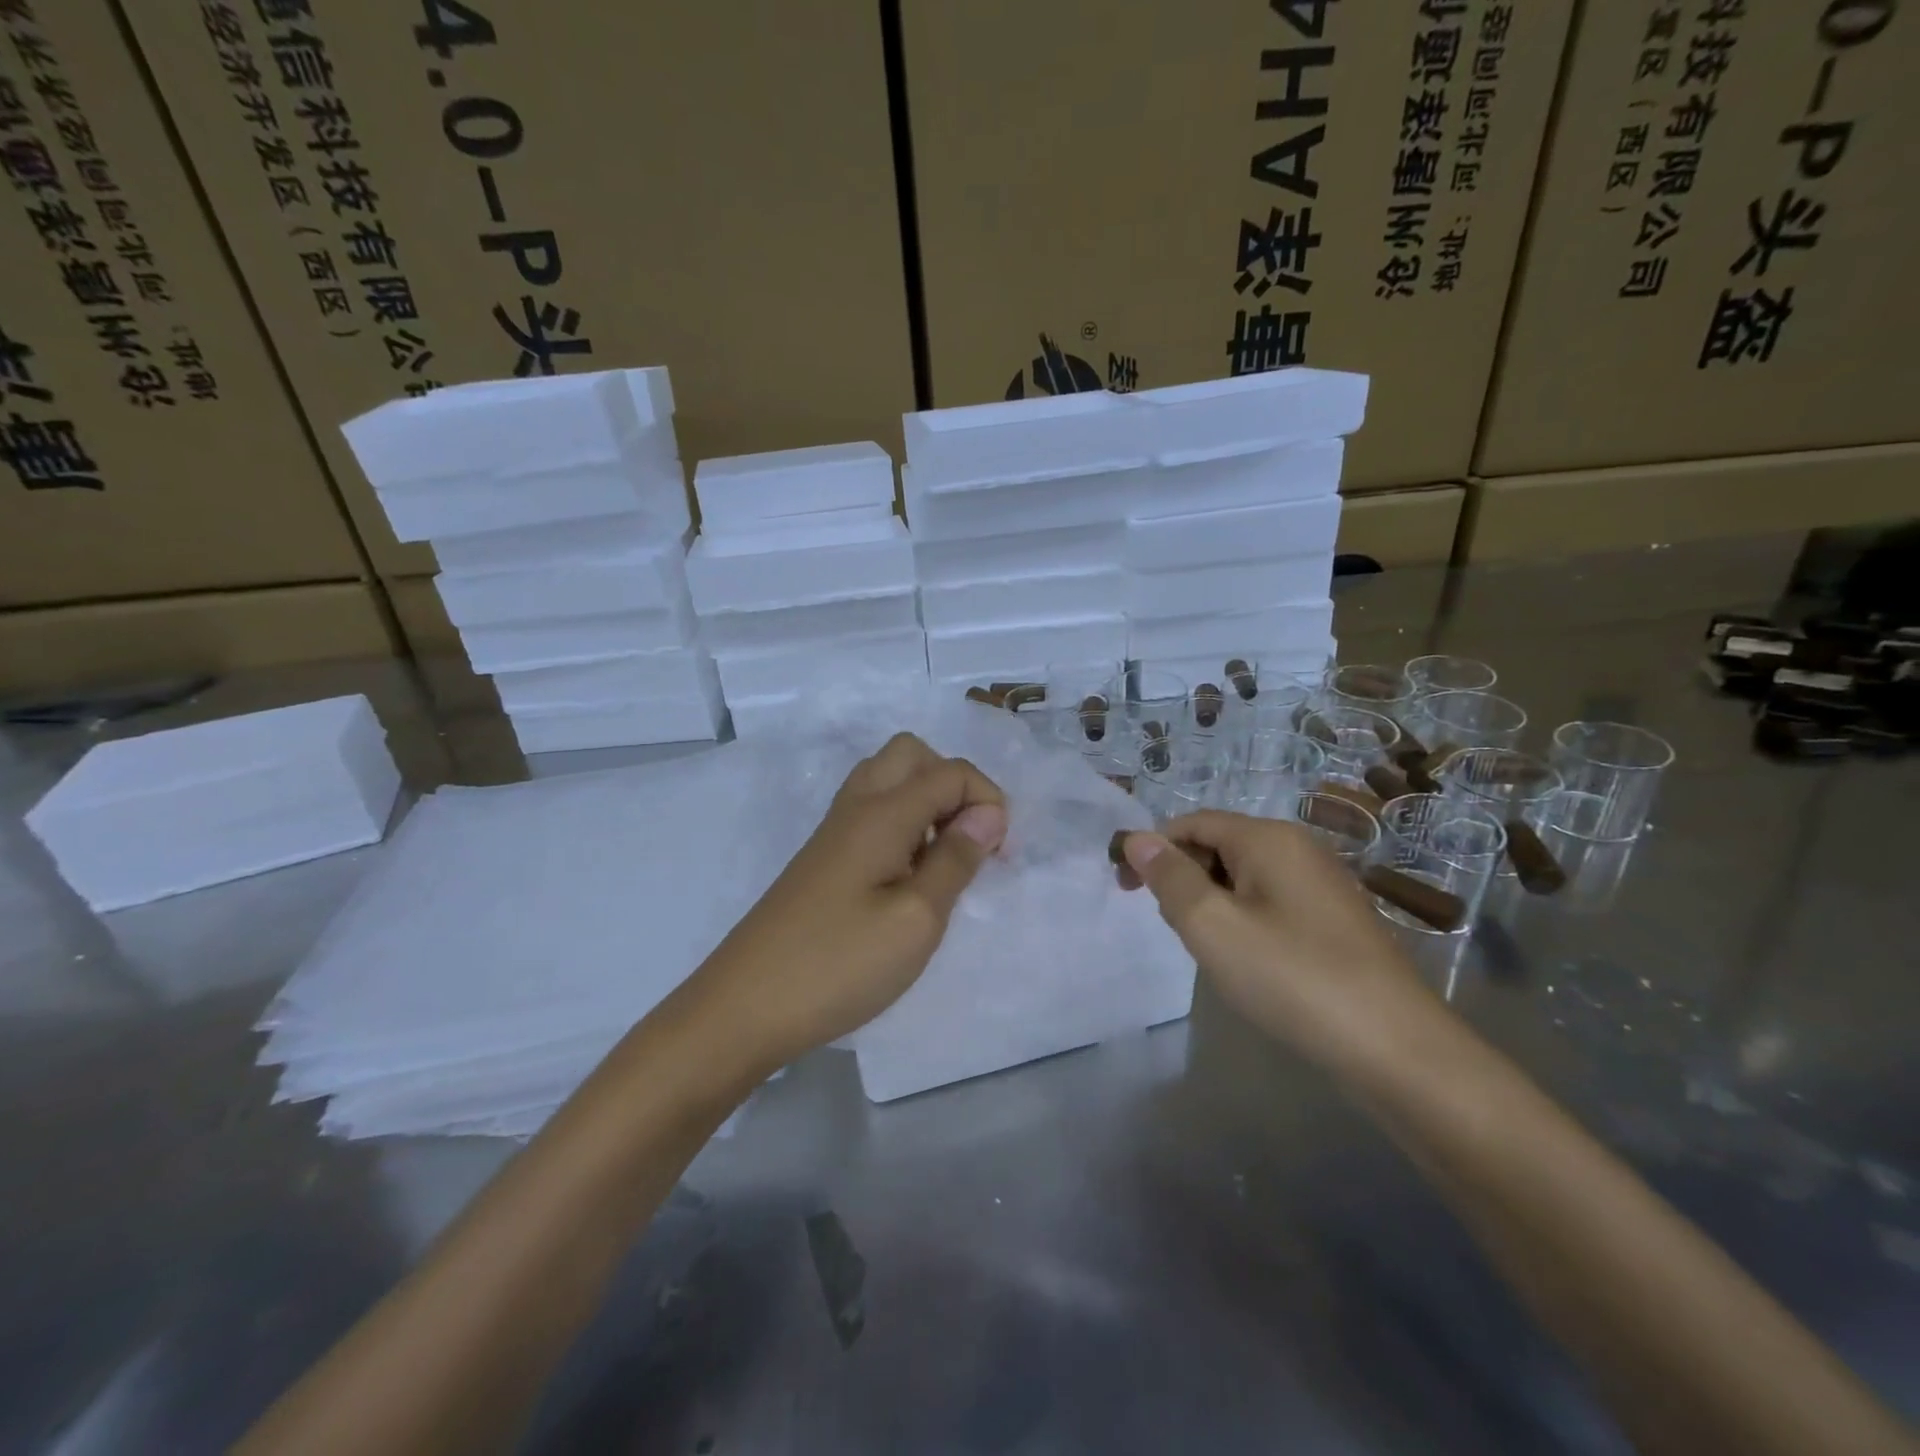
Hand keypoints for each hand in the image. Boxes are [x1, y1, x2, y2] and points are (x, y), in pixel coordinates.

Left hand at [689, 733, 1007, 1071]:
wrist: (744, 1007)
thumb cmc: (839, 964)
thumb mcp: (917, 920)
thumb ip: (956, 860)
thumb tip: (988, 814)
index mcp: (882, 813)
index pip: (950, 772)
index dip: (988, 800)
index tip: (999, 854)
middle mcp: (856, 807)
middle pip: (912, 755)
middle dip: (954, 785)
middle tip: (969, 841)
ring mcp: (834, 832)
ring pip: (889, 780)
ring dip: (927, 804)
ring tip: (942, 861)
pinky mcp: (823, 859)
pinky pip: (872, 814)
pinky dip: (903, 825)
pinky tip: (907, 878)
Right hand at [1117, 812, 1429, 1073]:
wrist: (1396, 1049)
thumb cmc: (1293, 978)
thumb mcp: (1213, 926)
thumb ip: (1170, 877)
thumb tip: (1138, 838)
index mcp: (1268, 839)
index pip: (1192, 823)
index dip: (1152, 849)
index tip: (1124, 889)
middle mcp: (1298, 848)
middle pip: (1218, 845)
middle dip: (1183, 877)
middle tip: (1174, 929)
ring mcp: (1322, 884)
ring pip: (1243, 876)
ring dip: (1211, 902)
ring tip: (1209, 949)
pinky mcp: (1334, 919)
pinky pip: (1270, 901)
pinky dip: (1243, 918)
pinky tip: (1248, 961)